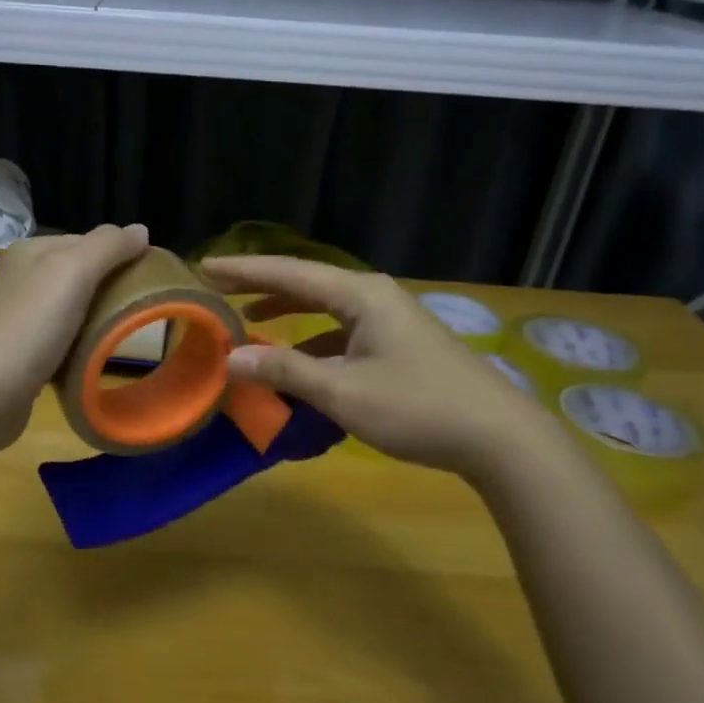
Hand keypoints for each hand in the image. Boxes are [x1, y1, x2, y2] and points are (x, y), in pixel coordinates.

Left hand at [0, 224, 150, 451]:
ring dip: (95, 320)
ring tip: (122, 335)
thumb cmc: (31, 326)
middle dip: (109, 289)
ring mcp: (17, 318)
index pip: (87, 241)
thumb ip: (108, 246)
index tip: (149, 279)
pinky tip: (92, 358)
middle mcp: (20, 279)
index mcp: (31, 252)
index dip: (119, 255)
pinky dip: (78, 347)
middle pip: (79, 275)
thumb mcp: (73, 272)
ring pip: (70, 309)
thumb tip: (141, 230)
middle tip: (140, 309)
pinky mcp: (19, 354)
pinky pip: (60, 341)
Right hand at [199, 255, 559, 482]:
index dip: (244, 270)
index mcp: (360, 295)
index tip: (204, 266)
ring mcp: (391, 321)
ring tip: (251, 320)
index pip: (289, 274)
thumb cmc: (417, 407)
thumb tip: (232, 359)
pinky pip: (344, 333)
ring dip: (289, 315)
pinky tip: (301, 364)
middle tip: (219, 289)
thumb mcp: (343, 392)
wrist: (499, 436)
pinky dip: (315, 343)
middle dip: (263, 287)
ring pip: (327, 310)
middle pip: (307, 284)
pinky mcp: (400, 345)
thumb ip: (286, 371)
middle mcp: (374, 297)